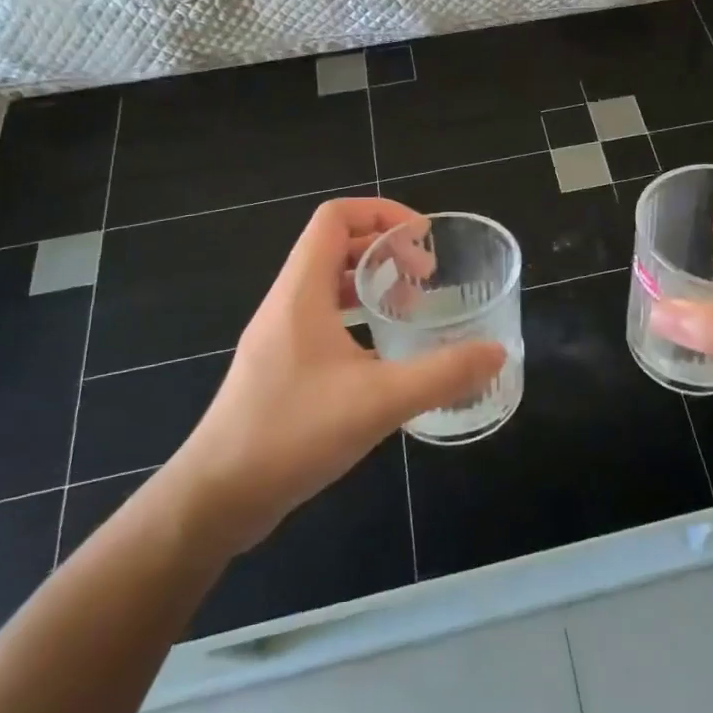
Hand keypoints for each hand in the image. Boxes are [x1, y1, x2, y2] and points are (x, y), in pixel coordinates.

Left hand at [151, 198, 504, 557]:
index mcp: (302, 291)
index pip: (335, 217)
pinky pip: (323, 320)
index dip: (382, 213)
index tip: (423, 240)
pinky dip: (358, 319)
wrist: (216, 499)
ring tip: (412, 308)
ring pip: (329, 285)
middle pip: (335, 245)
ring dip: (372, 284)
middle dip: (385, 249)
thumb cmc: (292, 434)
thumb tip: (496, 353)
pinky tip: (385, 355)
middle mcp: (287, 303)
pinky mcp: (279, 367)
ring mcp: (279, 336)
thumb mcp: (379, 401)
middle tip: (426, 276)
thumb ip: (443, 374)